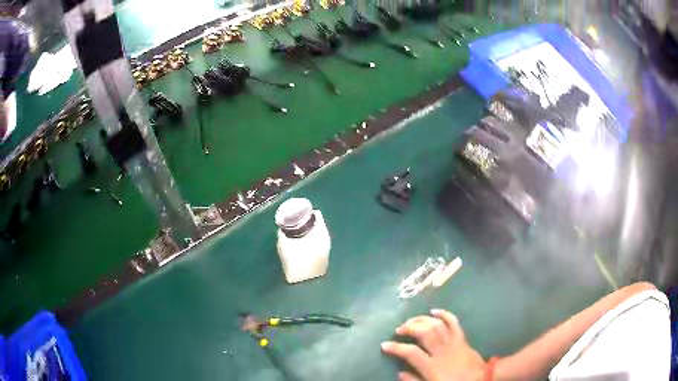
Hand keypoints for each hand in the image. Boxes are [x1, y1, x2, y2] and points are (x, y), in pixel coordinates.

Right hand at [381, 309, 485, 380]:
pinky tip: (434, 311)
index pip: (410, 353)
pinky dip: (444, 314)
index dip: (396, 347)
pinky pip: (453, 322)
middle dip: (409, 328)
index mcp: (432, 366)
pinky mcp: (462, 338)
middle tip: (399, 329)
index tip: (384, 344)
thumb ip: (415, 380)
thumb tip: (399, 372)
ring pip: (436, 325)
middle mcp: (441, 351)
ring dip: (422, 320)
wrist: (480, 379)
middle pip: (424, 333)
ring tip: (412, 321)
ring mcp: (453, 342)